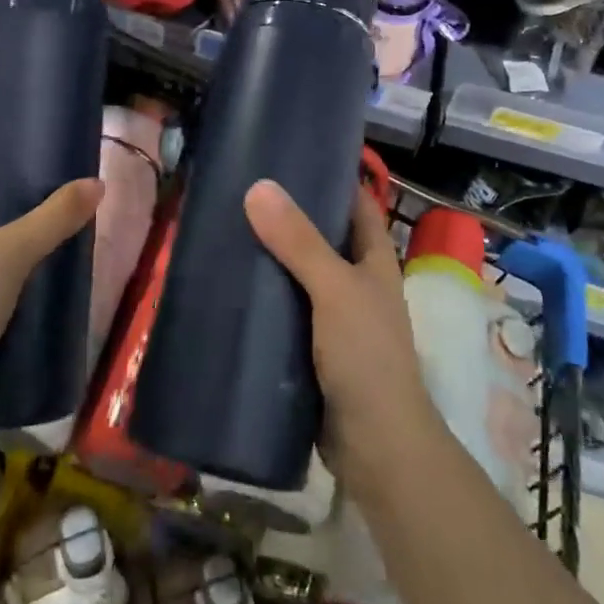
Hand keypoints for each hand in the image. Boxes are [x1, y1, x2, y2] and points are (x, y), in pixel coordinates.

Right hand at [243, 179, 439, 486]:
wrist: (375, 447)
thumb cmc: (366, 356)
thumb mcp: (334, 289)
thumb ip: (299, 241)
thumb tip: (259, 187)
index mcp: (375, 260)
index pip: (355, 204)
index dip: (331, 177)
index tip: (289, 156)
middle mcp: (358, 283)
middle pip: (323, 237)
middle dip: (289, 217)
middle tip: (242, 191)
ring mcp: (336, 318)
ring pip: (301, 275)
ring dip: (272, 258)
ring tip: (228, 232)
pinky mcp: (314, 349)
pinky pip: (286, 311)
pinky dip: (265, 298)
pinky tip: (232, 288)